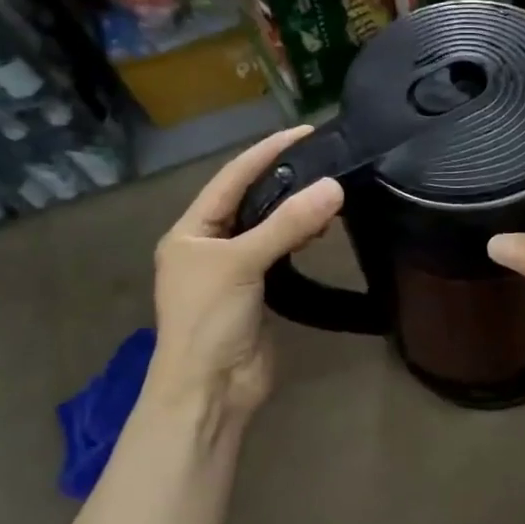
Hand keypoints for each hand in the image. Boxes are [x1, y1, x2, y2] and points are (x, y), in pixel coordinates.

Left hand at [146, 125, 343, 439]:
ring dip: (295, 210)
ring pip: (267, 228)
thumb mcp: (242, 264)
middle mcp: (209, 246)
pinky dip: (299, 239)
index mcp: (190, 232)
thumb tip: (334, 187)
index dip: (265, 153)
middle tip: (325, 160)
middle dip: (284, 179)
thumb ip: (287, 224)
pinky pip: (280, 254)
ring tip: (330, 194)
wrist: (210, 391)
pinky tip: (320, 231)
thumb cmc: (209, 321)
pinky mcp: (257, 293)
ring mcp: (233, 271)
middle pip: (249, 201)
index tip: (303, 132)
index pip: (230, 179)